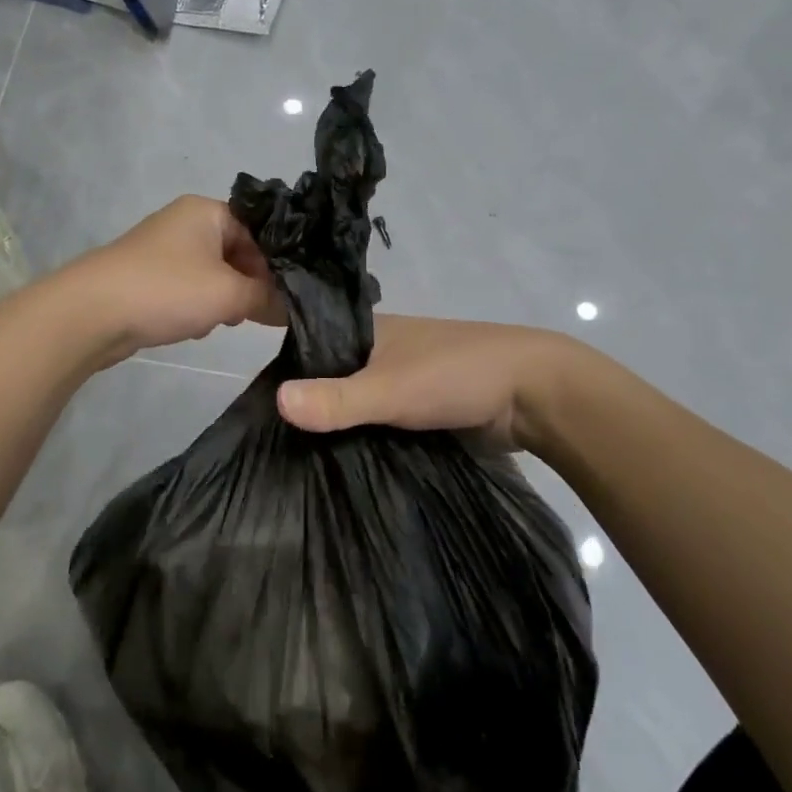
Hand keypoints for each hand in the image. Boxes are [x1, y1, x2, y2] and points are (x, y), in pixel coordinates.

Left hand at [64, 196, 283, 365]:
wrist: (91, 312)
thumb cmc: (167, 290)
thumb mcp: (229, 295)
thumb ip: (268, 298)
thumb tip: (293, 308)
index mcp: (207, 211)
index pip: (260, 231)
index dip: (276, 264)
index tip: (285, 296)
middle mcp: (186, 222)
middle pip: (238, 253)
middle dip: (247, 286)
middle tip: (252, 313)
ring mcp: (163, 249)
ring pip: (214, 274)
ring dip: (223, 300)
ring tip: (218, 321)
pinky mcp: (148, 276)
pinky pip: (188, 288)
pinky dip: (196, 307)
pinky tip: (192, 327)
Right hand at [277, 315, 576, 452]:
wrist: (535, 395)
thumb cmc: (457, 375)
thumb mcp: (390, 388)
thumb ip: (338, 399)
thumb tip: (276, 400)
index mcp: (369, 330)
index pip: (311, 344)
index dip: (286, 369)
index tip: (256, 405)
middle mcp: (382, 350)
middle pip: (333, 377)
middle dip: (310, 405)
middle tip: (273, 445)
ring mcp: (405, 380)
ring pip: (358, 403)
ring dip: (339, 426)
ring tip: (299, 461)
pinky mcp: (423, 408)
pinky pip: (382, 422)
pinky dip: (365, 437)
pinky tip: (342, 462)